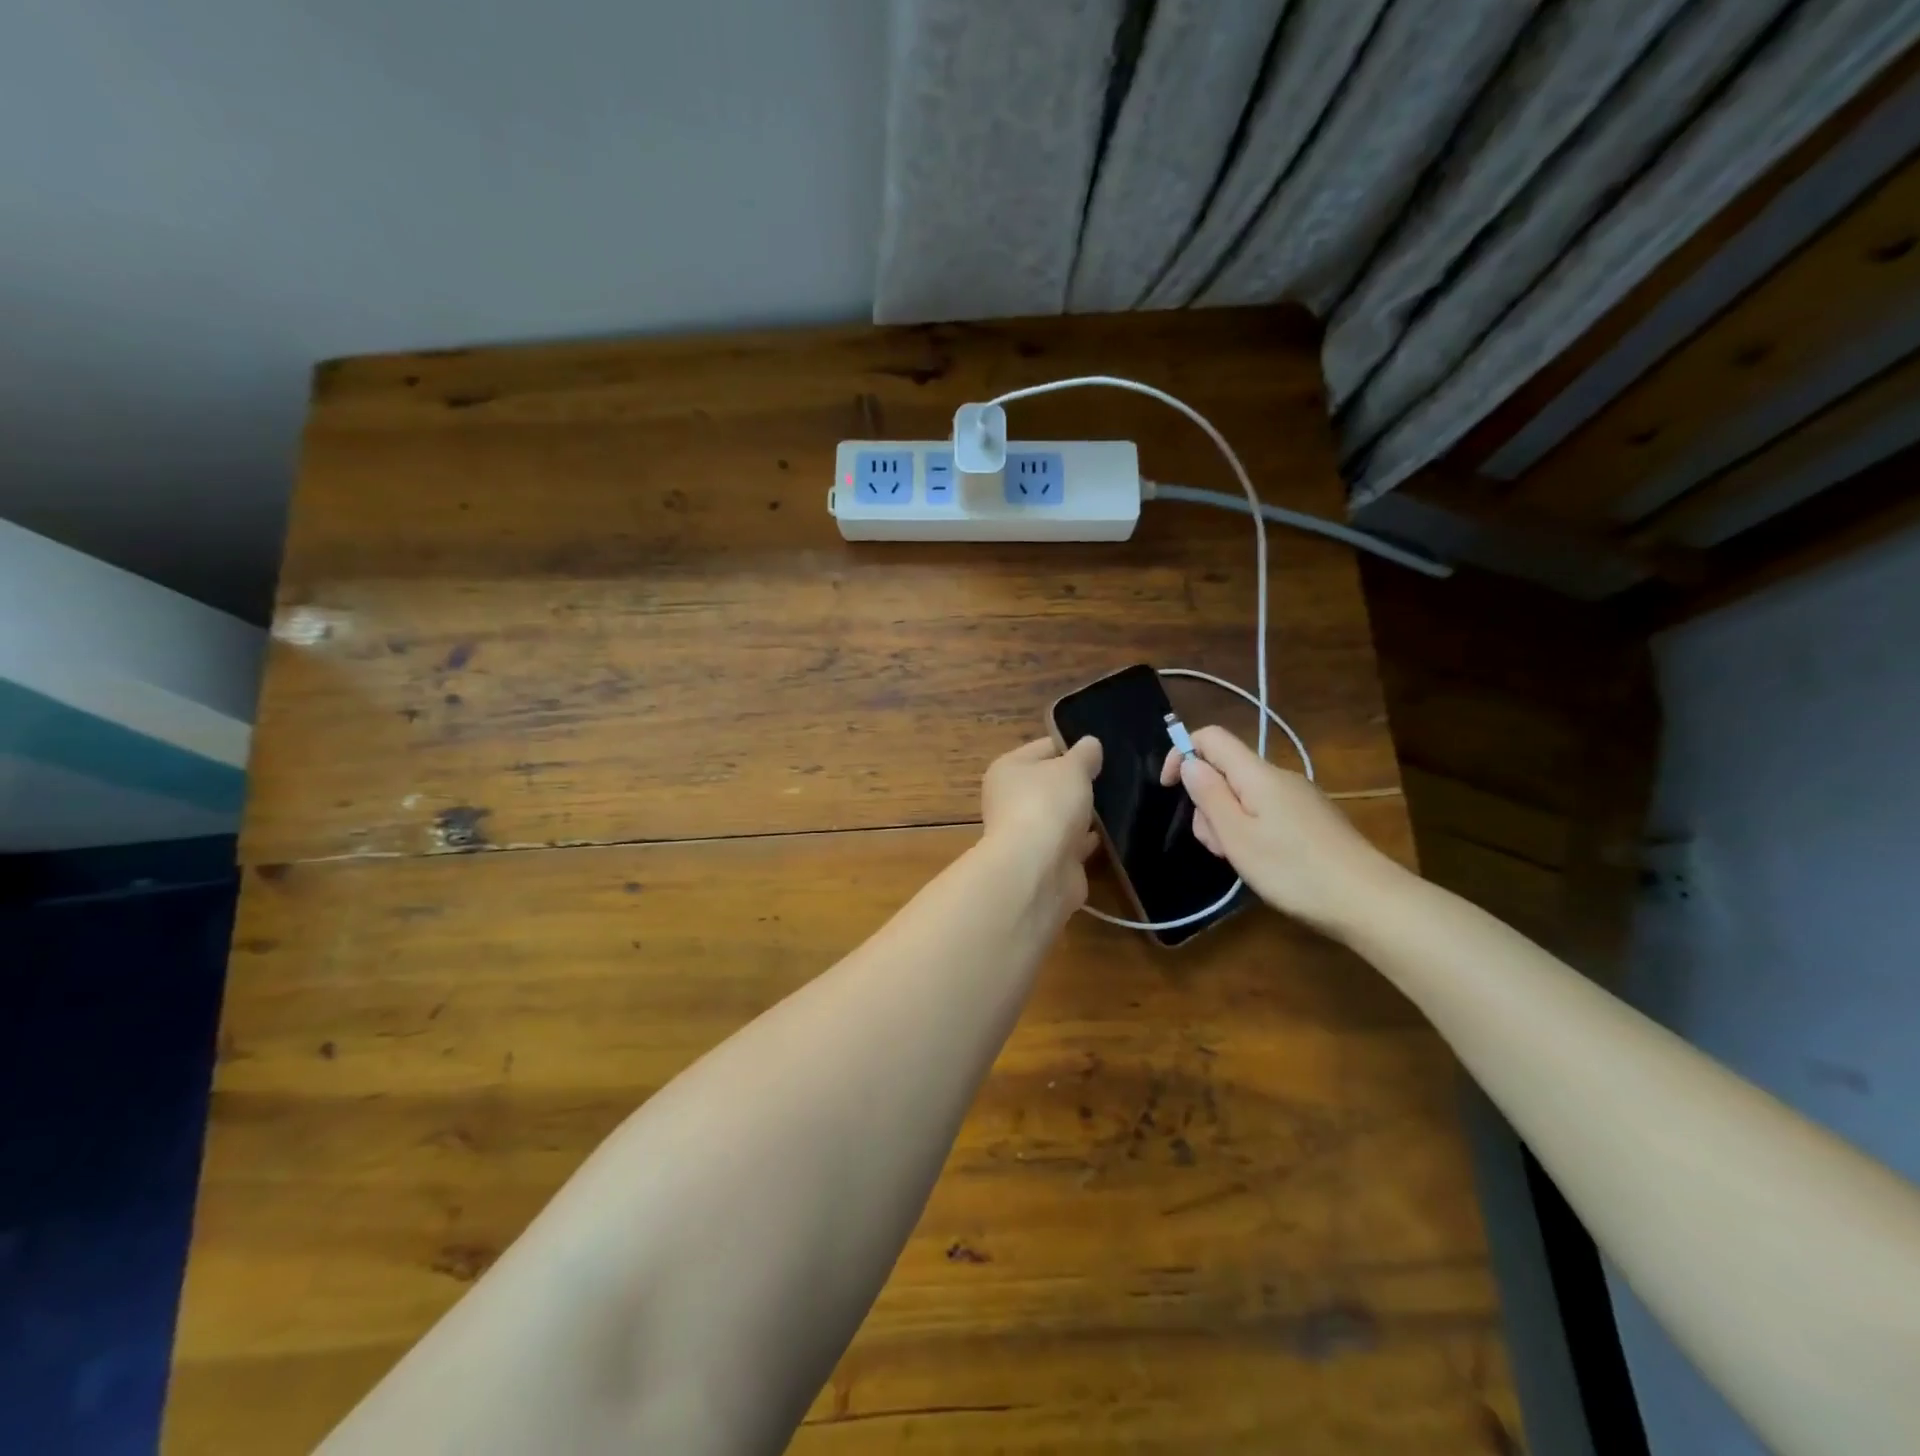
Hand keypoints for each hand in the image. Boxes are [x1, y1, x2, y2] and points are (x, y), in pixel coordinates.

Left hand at [979, 736, 1102, 921]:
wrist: (1038, 869)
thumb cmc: (1047, 804)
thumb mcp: (1071, 768)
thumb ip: (1084, 755)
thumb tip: (1090, 744)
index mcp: (1008, 770)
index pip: (1043, 748)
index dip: (1072, 747)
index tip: (1102, 752)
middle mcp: (1011, 800)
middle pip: (1051, 784)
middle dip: (1079, 783)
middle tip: (1115, 778)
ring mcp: (1027, 834)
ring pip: (1061, 816)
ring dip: (1083, 814)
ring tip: (1119, 804)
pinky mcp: (1045, 862)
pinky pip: (1071, 845)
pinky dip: (1087, 841)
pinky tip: (1112, 835)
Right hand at [1160, 725, 1404, 937]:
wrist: (1368, 900)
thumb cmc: (1293, 869)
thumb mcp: (1237, 836)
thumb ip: (1209, 795)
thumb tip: (1190, 762)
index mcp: (1257, 774)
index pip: (1210, 737)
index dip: (1181, 753)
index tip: (1168, 789)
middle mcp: (1279, 776)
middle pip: (1225, 771)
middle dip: (1207, 802)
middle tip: (1217, 845)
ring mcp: (1298, 797)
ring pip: (1243, 796)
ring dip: (1227, 822)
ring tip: (1241, 859)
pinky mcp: (1311, 818)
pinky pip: (1265, 811)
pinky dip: (1250, 830)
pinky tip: (1264, 863)